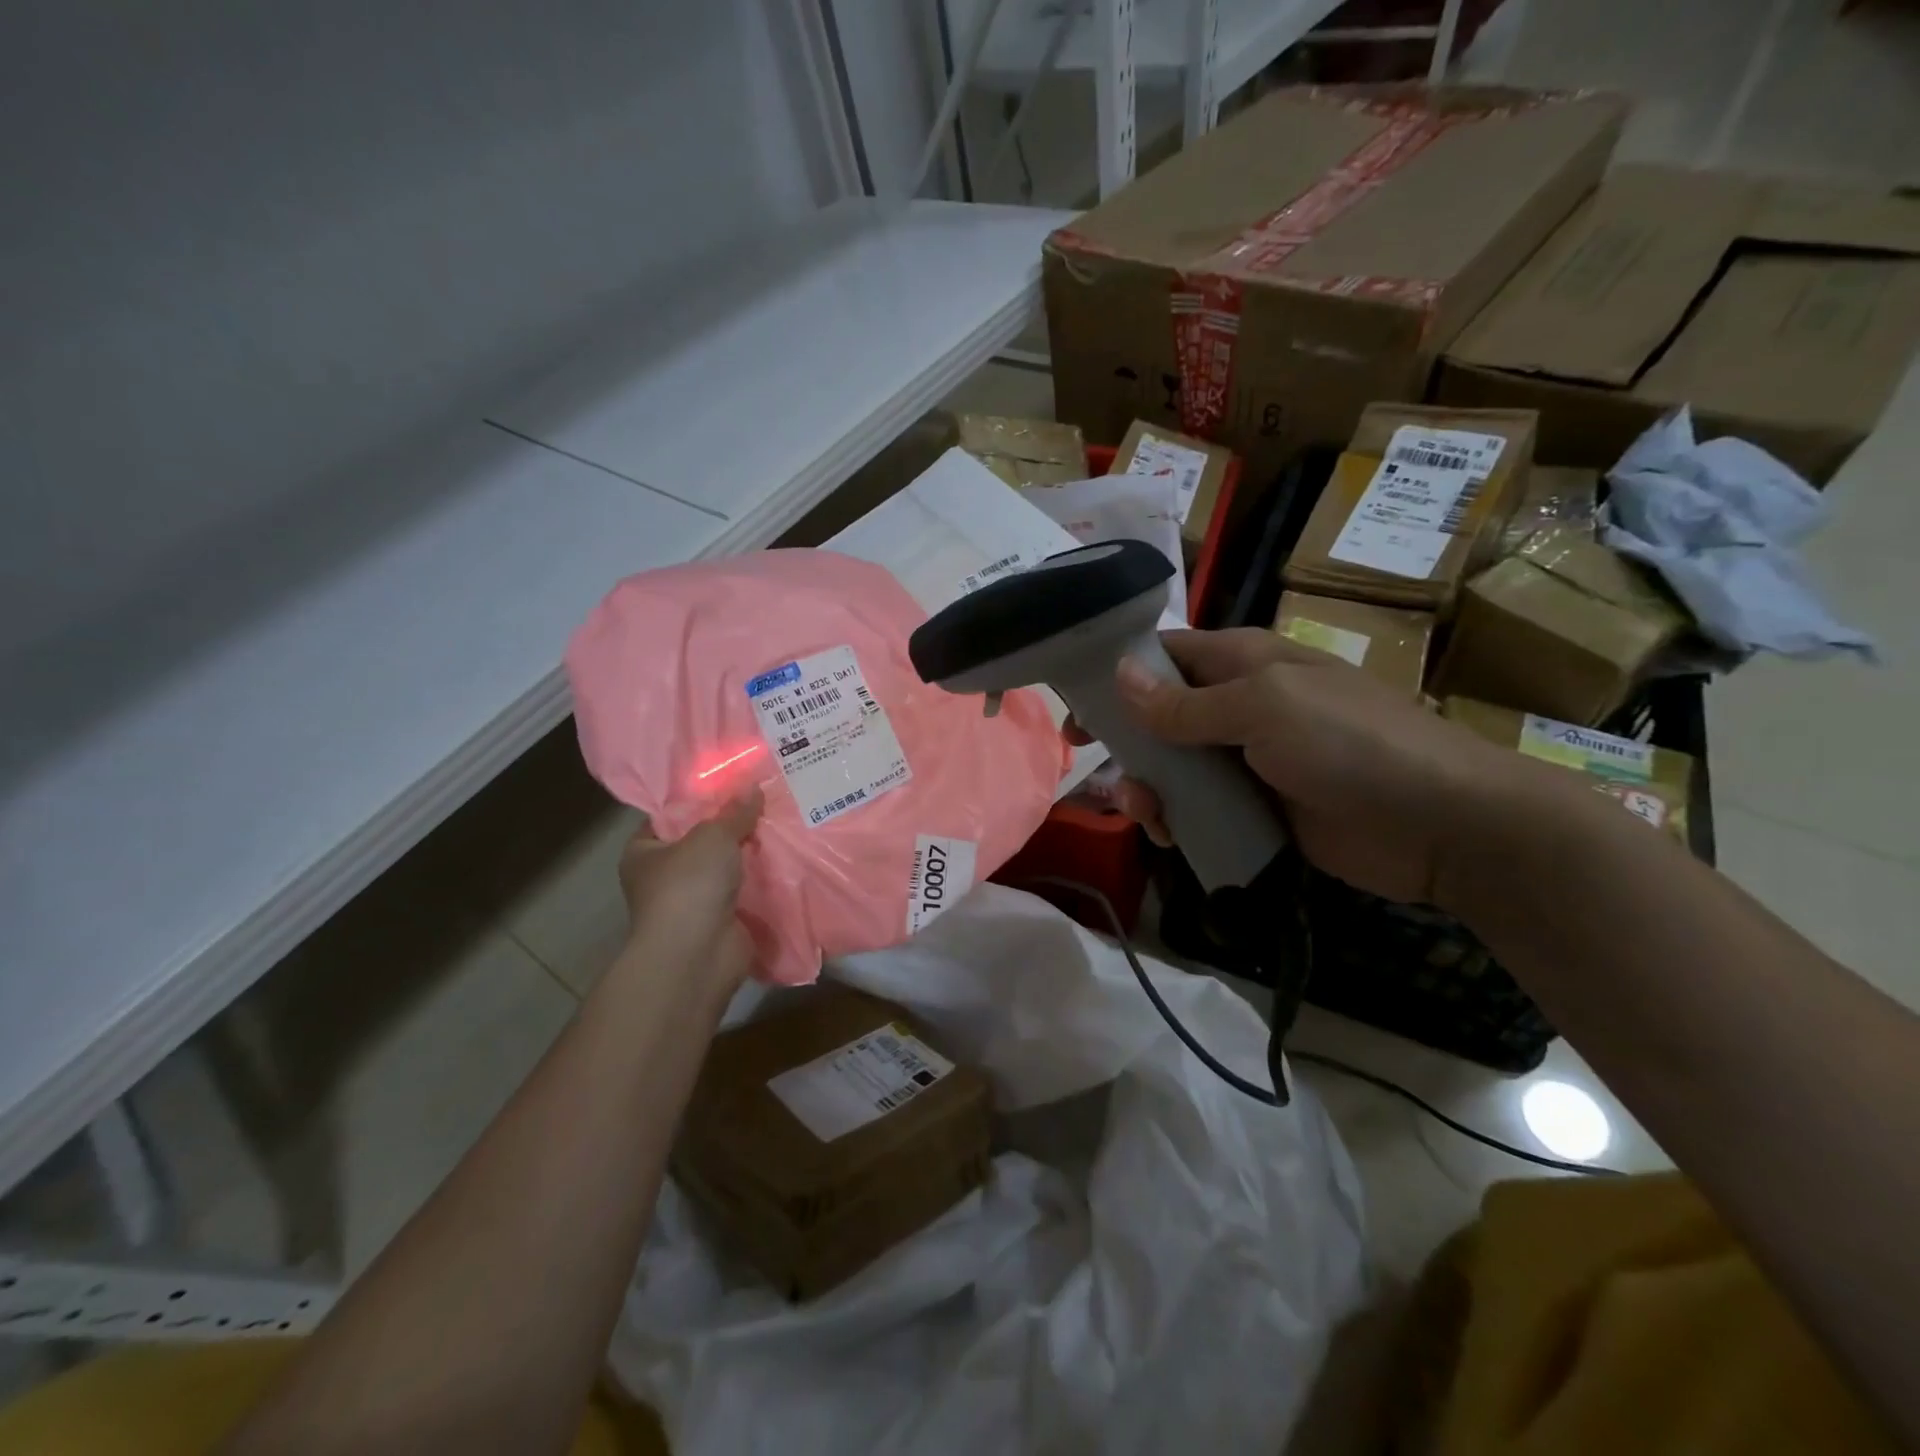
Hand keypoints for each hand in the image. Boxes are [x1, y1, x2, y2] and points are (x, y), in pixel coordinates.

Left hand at [616, 789, 762, 989]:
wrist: (698, 954)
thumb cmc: (688, 885)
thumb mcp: (713, 835)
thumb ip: (734, 812)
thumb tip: (753, 788)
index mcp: (644, 852)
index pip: (669, 816)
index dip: (698, 798)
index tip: (731, 781)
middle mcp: (663, 877)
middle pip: (702, 841)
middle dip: (732, 825)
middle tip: (765, 798)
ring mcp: (693, 901)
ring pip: (727, 867)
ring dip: (750, 853)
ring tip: (782, 822)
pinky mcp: (721, 920)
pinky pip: (745, 890)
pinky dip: (762, 879)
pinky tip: (788, 858)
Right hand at [1082, 628, 1513, 904]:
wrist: (1439, 823)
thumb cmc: (1351, 743)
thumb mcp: (1264, 710)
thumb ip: (1186, 703)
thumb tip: (1120, 675)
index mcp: (1242, 663)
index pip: (1163, 656)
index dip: (1115, 676)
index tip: (1073, 709)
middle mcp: (1239, 705)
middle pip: (1157, 717)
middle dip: (1126, 744)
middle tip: (1102, 773)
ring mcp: (1247, 759)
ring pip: (1173, 768)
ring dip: (1147, 788)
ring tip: (1148, 813)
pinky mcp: (1257, 807)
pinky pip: (1199, 808)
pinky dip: (1176, 819)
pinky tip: (1172, 834)